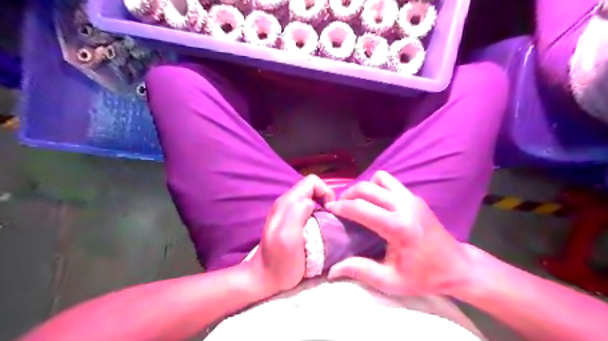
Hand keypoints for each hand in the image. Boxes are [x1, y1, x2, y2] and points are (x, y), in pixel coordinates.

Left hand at [248, 174, 334, 294]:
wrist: (264, 278)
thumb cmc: (280, 262)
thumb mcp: (288, 238)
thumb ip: (297, 214)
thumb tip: (311, 202)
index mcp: (287, 203)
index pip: (312, 181)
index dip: (325, 192)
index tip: (330, 211)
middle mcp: (286, 202)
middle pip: (312, 187)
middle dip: (325, 199)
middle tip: (330, 219)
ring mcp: (286, 211)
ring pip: (310, 197)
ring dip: (322, 207)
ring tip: (325, 225)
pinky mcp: (289, 220)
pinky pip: (307, 208)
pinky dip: (317, 214)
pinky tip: (317, 229)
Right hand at [326, 170, 471, 295]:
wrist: (458, 266)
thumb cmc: (425, 277)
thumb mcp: (391, 281)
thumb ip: (360, 270)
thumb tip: (332, 269)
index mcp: (398, 228)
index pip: (361, 208)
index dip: (341, 207)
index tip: (329, 209)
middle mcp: (404, 206)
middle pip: (367, 188)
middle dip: (348, 194)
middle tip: (340, 207)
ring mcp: (411, 198)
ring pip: (379, 179)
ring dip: (364, 188)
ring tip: (357, 202)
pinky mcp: (415, 197)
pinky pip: (390, 182)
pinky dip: (377, 187)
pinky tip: (374, 202)